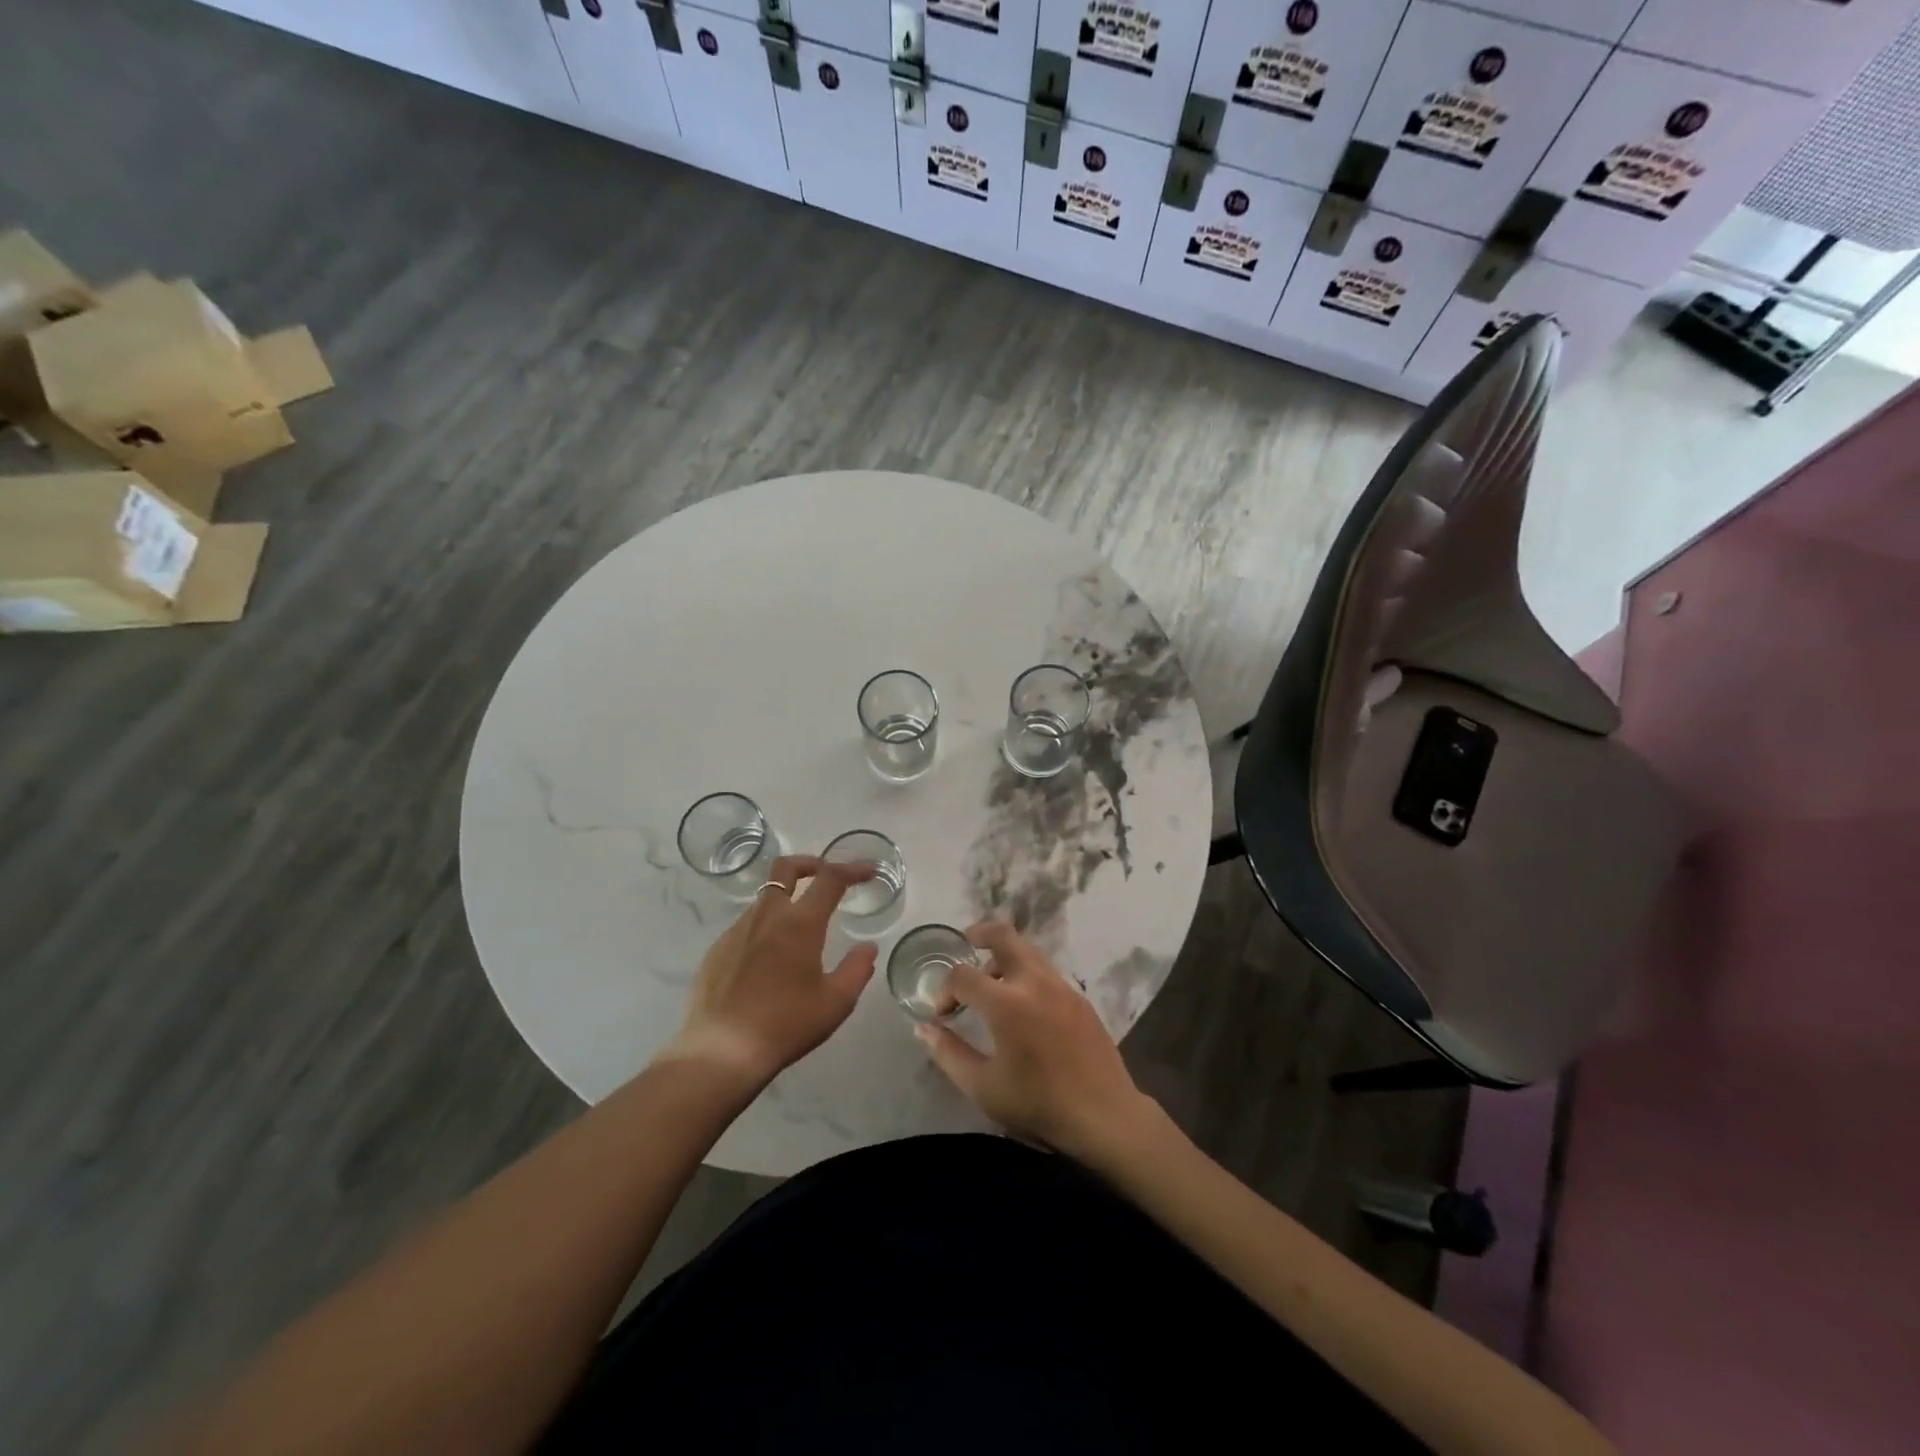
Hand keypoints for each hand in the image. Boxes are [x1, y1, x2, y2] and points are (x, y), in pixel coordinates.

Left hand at [666, 856, 877, 1085]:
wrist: (722, 1051)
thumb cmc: (786, 1024)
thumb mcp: (836, 1002)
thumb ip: (857, 968)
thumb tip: (867, 947)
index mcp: (800, 923)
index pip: (830, 879)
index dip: (852, 869)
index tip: (868, 871)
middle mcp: (767, 916)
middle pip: (786, 868)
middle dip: (810, 862)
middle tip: (826, 875)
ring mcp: (736, 931)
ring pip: (765, 898)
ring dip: (787, 900)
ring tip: (800, 929)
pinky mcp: (716, 950)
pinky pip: (746, 926)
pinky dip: (765, 928)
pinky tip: (769, 960)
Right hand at [914, 921, 1156, 1161]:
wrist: (1104, 1115)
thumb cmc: (1038, 1104)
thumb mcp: (983, 1087)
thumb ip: (948, 1053)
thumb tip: (923, 1027)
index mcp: (1007, 1003)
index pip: (963, 974)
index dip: (944, 989)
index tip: (942, 1013)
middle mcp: (1034, 982)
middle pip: (1003, 935)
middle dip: (977, 935)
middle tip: (963, 948)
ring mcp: (1061, 985)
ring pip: (1027, 949)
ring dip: (1003, 956)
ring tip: (990, 983)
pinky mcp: (1079, 996)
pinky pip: (1045, 970)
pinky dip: (1025, 973)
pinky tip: (1022, 1006)